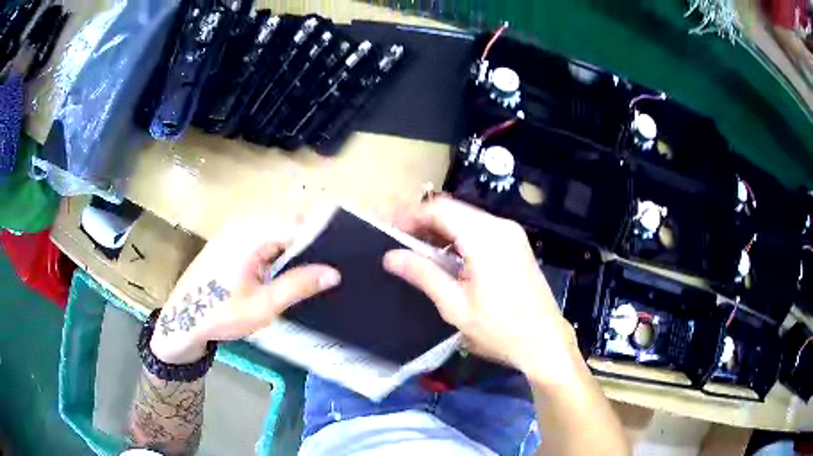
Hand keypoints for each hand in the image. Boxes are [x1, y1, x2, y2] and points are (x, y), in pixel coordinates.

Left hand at [150, 217, 340, 364]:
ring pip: (280, 225)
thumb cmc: (221, 313)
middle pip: (291, 220)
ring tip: (320, 265)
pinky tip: (292, 265)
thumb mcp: (262, 306)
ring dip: (299, 242)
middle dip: (315, 238)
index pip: (301, 224)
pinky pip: (267, 232)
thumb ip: (298, 285)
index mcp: (253, 233)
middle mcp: (246, 221)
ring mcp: (238, 227)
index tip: (347, 254)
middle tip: (335, 264)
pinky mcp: (234, 236)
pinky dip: (283, 244)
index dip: (326, 237)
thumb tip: (335, 272)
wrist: (183, 317)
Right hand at [383, 197, 580, 385]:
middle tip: (400, 244)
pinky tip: (448, 260)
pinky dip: (460, 240)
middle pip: (454, 211)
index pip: (439, 209)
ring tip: (418, 254)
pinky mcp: (516, 245)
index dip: (411, 216)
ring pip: (467, 220)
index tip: (390, 231)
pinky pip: (481, 231)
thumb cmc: (499, 329)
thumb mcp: (455, 305)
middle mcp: (500, 226)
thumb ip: (423, 274)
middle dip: (424, 224)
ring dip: (441, 232)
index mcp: (485, 237)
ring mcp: (512, 234)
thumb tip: (391, 257)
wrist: (544, 342)